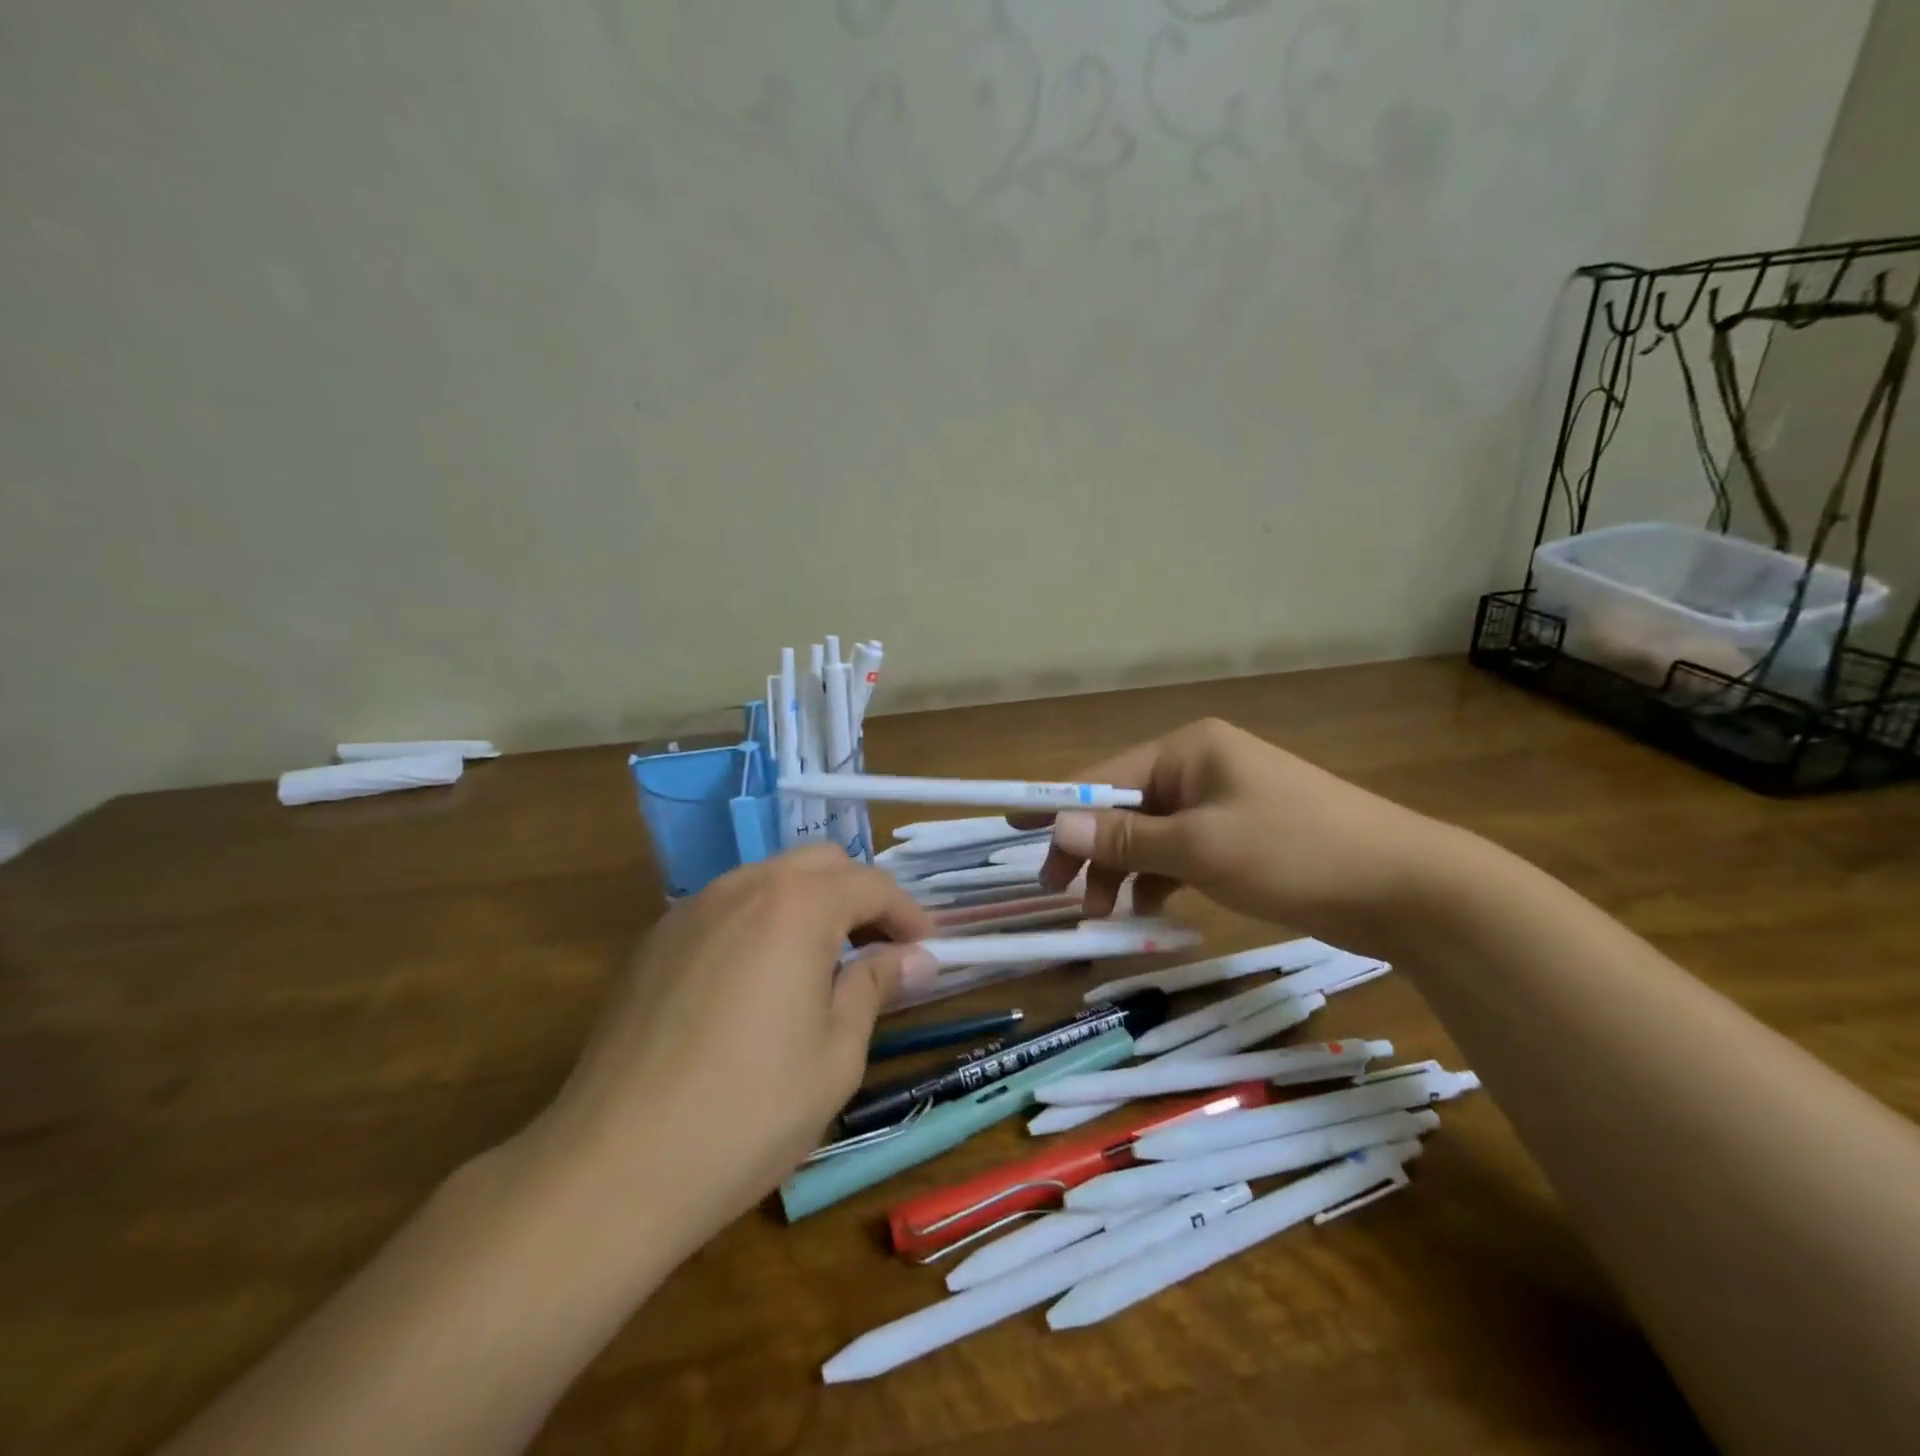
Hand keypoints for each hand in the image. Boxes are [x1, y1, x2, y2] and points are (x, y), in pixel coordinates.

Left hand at [530, 845, 935, 1255]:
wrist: (613, 1166)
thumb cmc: (749, 1111)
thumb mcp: (836, 1054)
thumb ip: (875, 986)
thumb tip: (914, 958)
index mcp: (796, 905)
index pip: (870, 885)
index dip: (908, 914)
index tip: (928, 950)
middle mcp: (743, 886)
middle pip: (820, 865)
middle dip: (860, 897)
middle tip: (880, 950)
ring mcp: (692, 909)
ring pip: (770, 879)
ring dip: (810, 905)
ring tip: (824, 965)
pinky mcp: (656, 940)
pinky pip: (727, 907)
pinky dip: (763, 922)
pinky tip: (760, 981)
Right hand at [1032, 717, 1447, 948]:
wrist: (1407, 887)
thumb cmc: (1295, 852)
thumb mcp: (1199, 847)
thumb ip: (1123, 838)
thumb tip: (1055, 825)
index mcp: (1187, 750)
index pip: (1103, 774)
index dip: (1056, 803)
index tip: (1011, 827)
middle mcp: (1199, 767)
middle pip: (1123, 807)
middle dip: (1089, 849)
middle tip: (1058, 894)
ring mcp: (1221, 803)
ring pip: (1149, 835)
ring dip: (1122, 872)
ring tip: (1102, 917)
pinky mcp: (1239, 838)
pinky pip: (1180, 853)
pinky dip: (1159, 879)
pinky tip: (1147, 911)